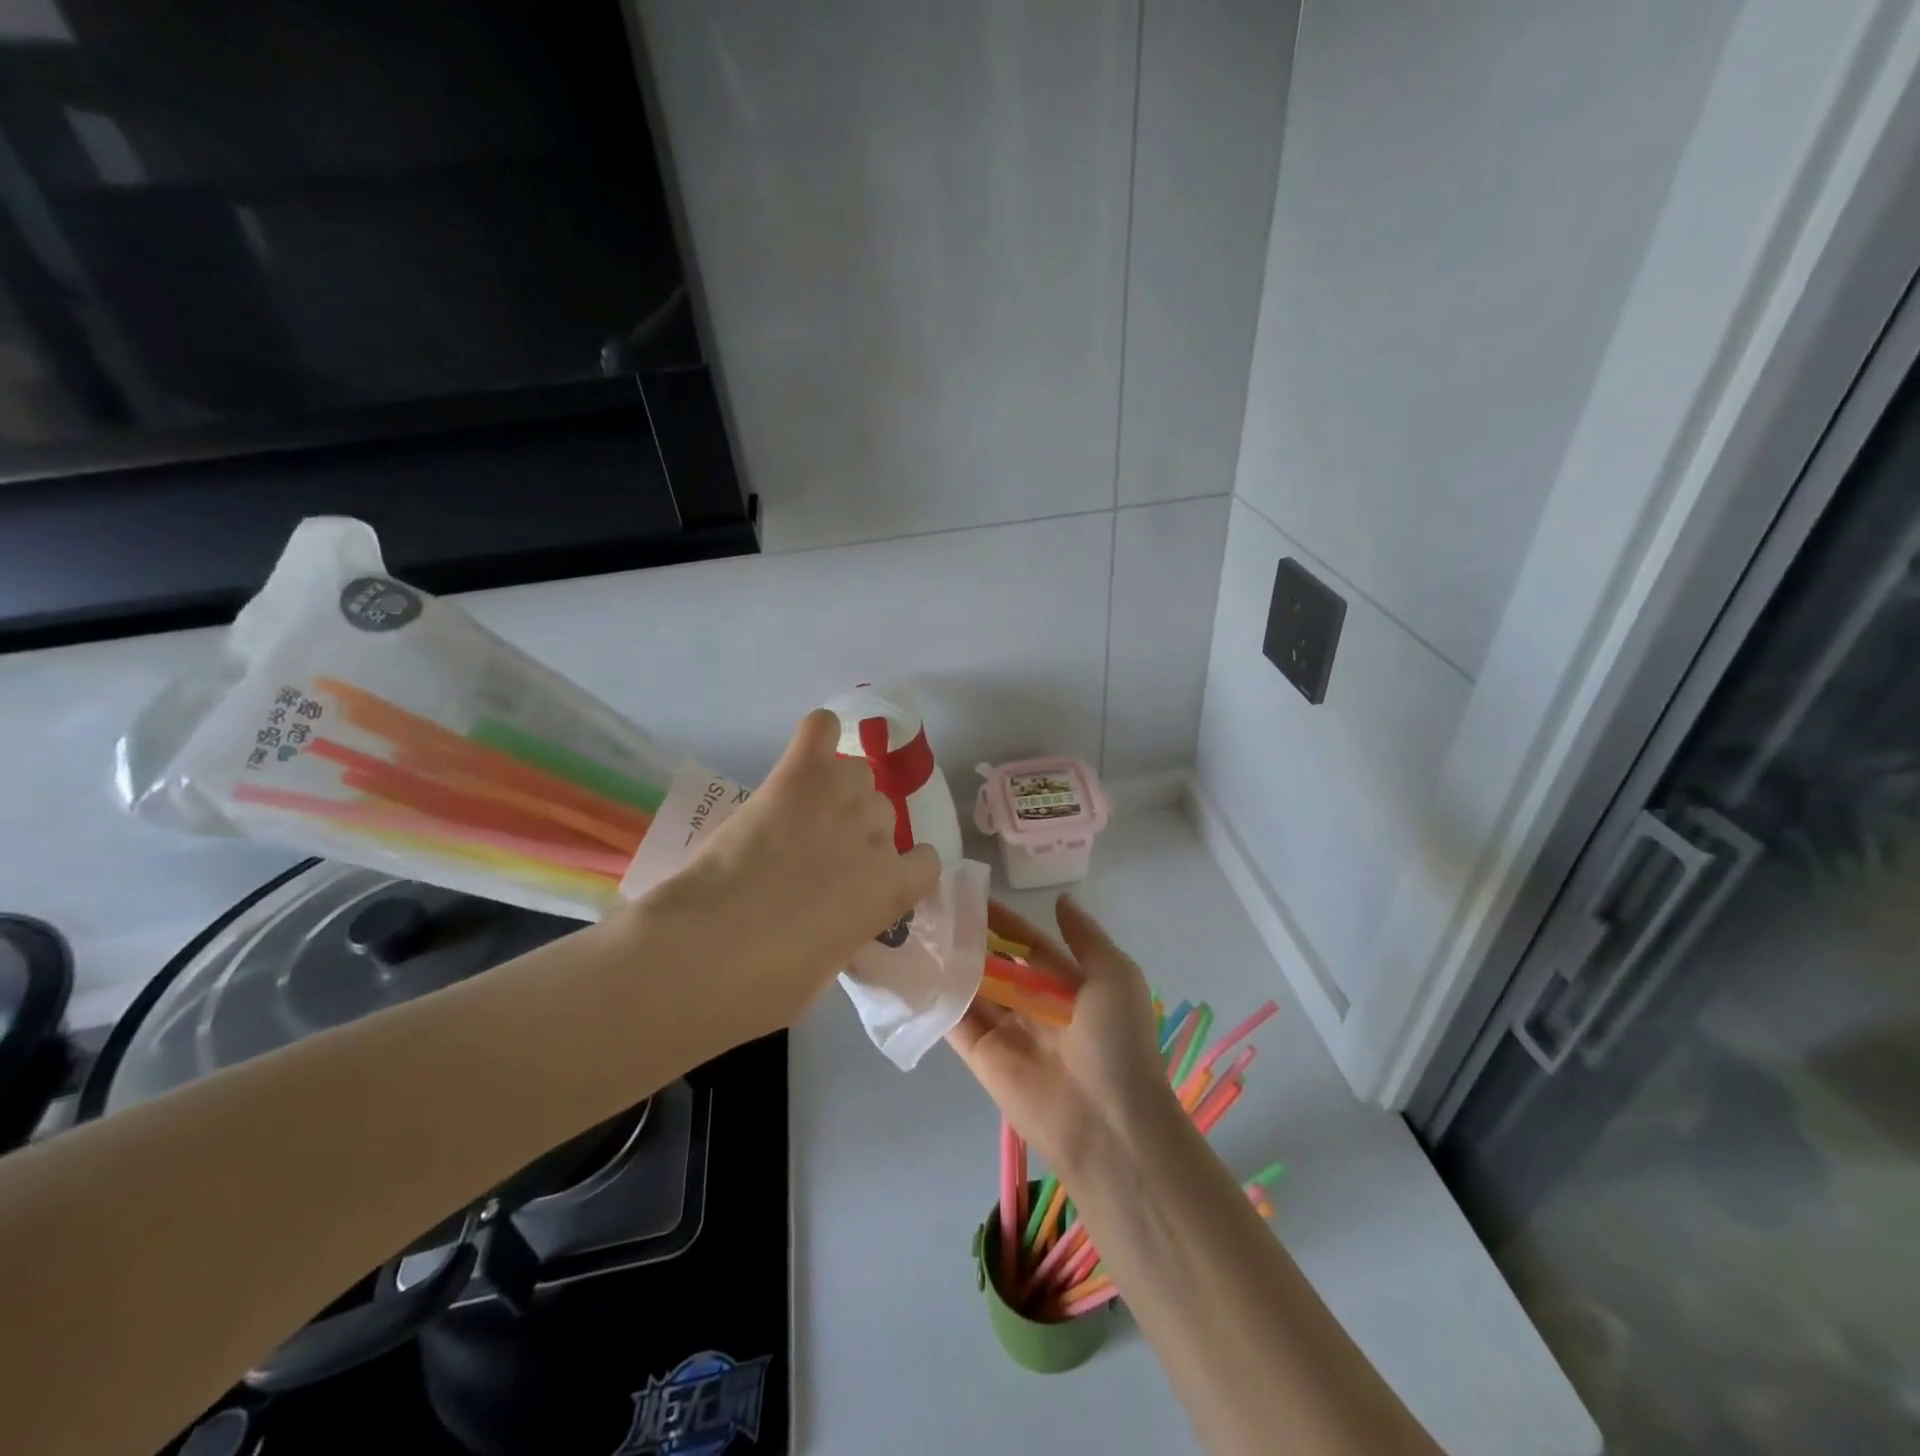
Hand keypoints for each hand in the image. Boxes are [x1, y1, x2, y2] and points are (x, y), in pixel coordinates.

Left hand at [634, 709, 941, 1041]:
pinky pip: (821, 729)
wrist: (706, 953)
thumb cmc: (766, 984)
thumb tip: (834, 918)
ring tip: (803, 812)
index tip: (870, 882)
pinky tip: (806, 753)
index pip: (927, 862)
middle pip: (884, 814)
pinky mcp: (797, 776)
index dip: (900, 870)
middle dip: (857, 833)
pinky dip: (818, 735)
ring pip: (857, 774)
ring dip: (838, 791)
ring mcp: (839, 800)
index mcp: (891, 889)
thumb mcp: (828, 968)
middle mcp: (877, 836)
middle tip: (816, 854)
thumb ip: (849, 927)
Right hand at [946, 895, 1176, 1178]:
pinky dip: (937, 998)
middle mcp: (1034, 1006)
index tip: (972, 893)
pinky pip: (956, 1022)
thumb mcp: (1115, 976)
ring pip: (973, 989)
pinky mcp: (982, 1057)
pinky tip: (913, 968)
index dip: (1005, 921)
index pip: (1029, 945)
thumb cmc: (1117, 1040)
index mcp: (1067, 986)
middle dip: (972, 940)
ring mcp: (1006, 1032)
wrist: (1108, 1122)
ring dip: (951, 963)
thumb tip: (1060, 900)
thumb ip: (1085, 937)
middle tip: (935, 908)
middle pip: (997, 965)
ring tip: (918, 929)